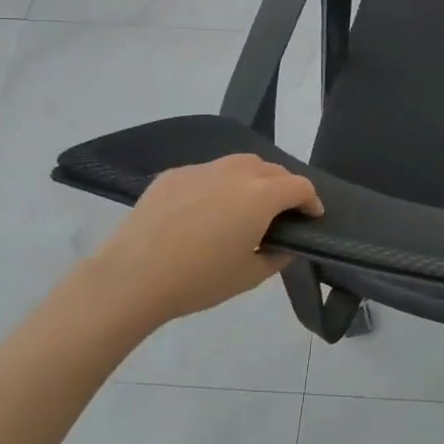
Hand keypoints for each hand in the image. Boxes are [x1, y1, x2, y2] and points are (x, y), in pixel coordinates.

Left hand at [83, 155, 321, 330]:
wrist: (132, 278)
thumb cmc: (199, 280)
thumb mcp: (250, 276)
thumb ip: (279, 255)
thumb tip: (286, 243)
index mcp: (260, 196)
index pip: (300, 186)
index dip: (312, 201)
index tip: (312, 217)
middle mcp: (235, 173)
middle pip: (272, 169)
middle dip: (285, 187)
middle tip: (282, 212)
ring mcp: (201, 170)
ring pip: (240, 163)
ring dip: (254, 179)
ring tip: (247, 203)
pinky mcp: (173, 175)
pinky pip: (208, 172)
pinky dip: (219, 184)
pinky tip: (207, 209)